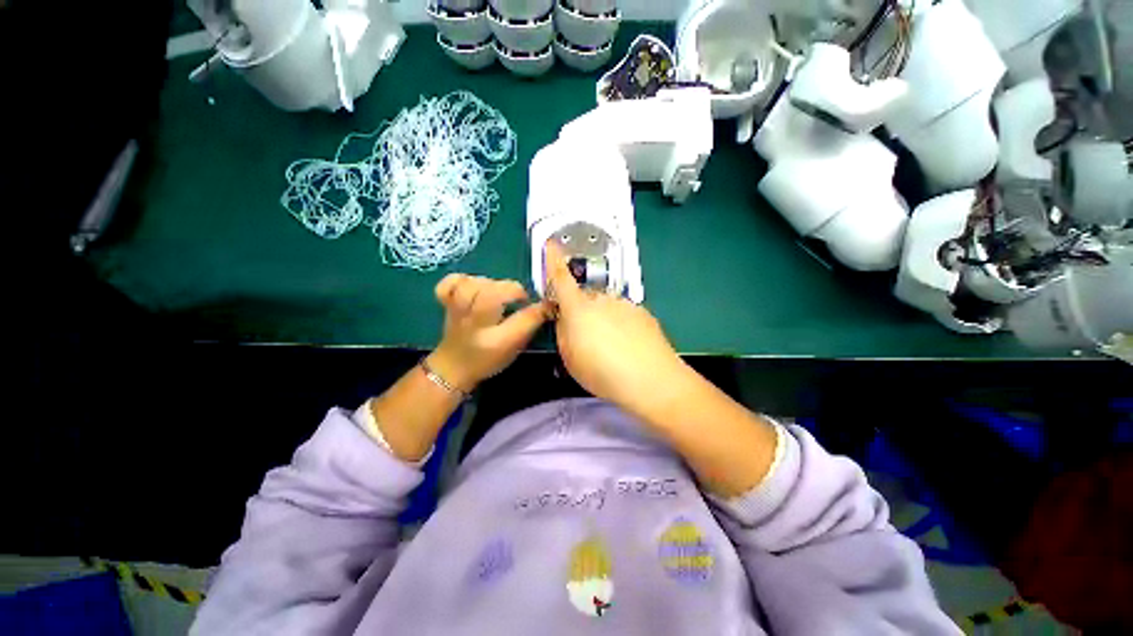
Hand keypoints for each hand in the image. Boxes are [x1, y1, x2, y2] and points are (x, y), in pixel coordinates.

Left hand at [428, 275, 549, 392]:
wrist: (454, 366)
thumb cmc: (489, 359)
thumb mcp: (514, 347)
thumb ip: (530, 324)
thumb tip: (548, 304)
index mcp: (496, 340)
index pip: (522, 319)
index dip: (538, 307)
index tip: (546, 303)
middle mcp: (475, 324)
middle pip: (492, 294)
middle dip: (512, 289)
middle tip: (519, 298)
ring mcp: (458, 311)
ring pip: (472, 285)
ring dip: (490, 284)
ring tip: (497, 293)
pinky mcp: (447, 303)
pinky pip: (451, 283)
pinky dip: (463, 280)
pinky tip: (473, 286)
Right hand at [545, 241, 690, 415]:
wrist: (651, 379)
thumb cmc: (602, 372)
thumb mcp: (570, 359)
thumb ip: (563, 334)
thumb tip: (564, 320)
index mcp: (579, 309)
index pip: (562, 279)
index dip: (554, 261)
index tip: (551, 244)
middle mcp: (601, 300)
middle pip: (585, 298)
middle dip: (581, 311)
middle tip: (586, 339)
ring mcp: (624, 304)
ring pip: (606, 307)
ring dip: (603, 320)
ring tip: (611, 348)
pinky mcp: (642, 313)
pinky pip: (624, 314)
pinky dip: (621, 325)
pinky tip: (628, 346)